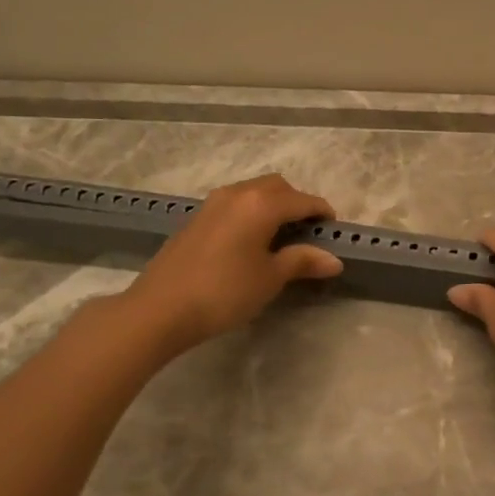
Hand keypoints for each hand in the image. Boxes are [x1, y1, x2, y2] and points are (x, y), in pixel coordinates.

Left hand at [120, 174, 341, 356]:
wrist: (160, 308)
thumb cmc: (224, 292)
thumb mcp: (270, 278)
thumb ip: (302, 261)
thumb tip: (334, 259)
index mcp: (262, 204)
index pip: (303, 200)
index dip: (322, 213)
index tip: (334, 231)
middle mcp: (238, 193)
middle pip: (278, 187)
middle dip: (298, 203)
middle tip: (308, 233)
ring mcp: (213, 203)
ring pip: (254, 192)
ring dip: (273, 206)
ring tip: (281, 237)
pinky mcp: (197, 218)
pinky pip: (235, 203)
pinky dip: (252, 213)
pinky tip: (251, 241)